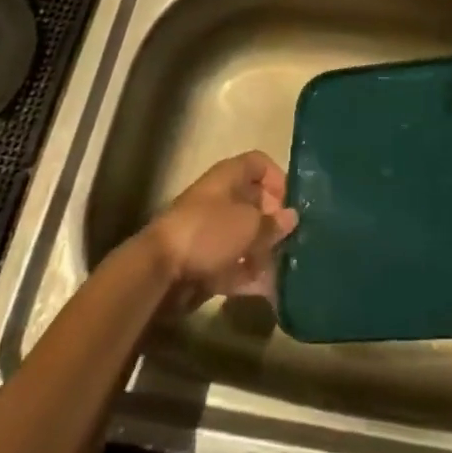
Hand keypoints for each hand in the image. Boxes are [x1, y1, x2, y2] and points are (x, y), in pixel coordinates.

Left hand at [142, 151, 298, 310]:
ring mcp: (210, 231)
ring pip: (245, 236)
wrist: (159, 270)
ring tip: (283, 268)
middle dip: (274, 221)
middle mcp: (219, 198)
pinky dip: (248, 274)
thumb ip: (273, 223)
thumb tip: (292, 217)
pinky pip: (233, 263)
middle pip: (254, 202)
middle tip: (291, 239)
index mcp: (228, 177)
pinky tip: (267, 289)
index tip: (290, 202)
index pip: (259, 163)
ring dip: (264, 251)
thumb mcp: (249, 225)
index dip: (278, 178)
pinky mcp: (203, 260)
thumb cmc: (208, 232)